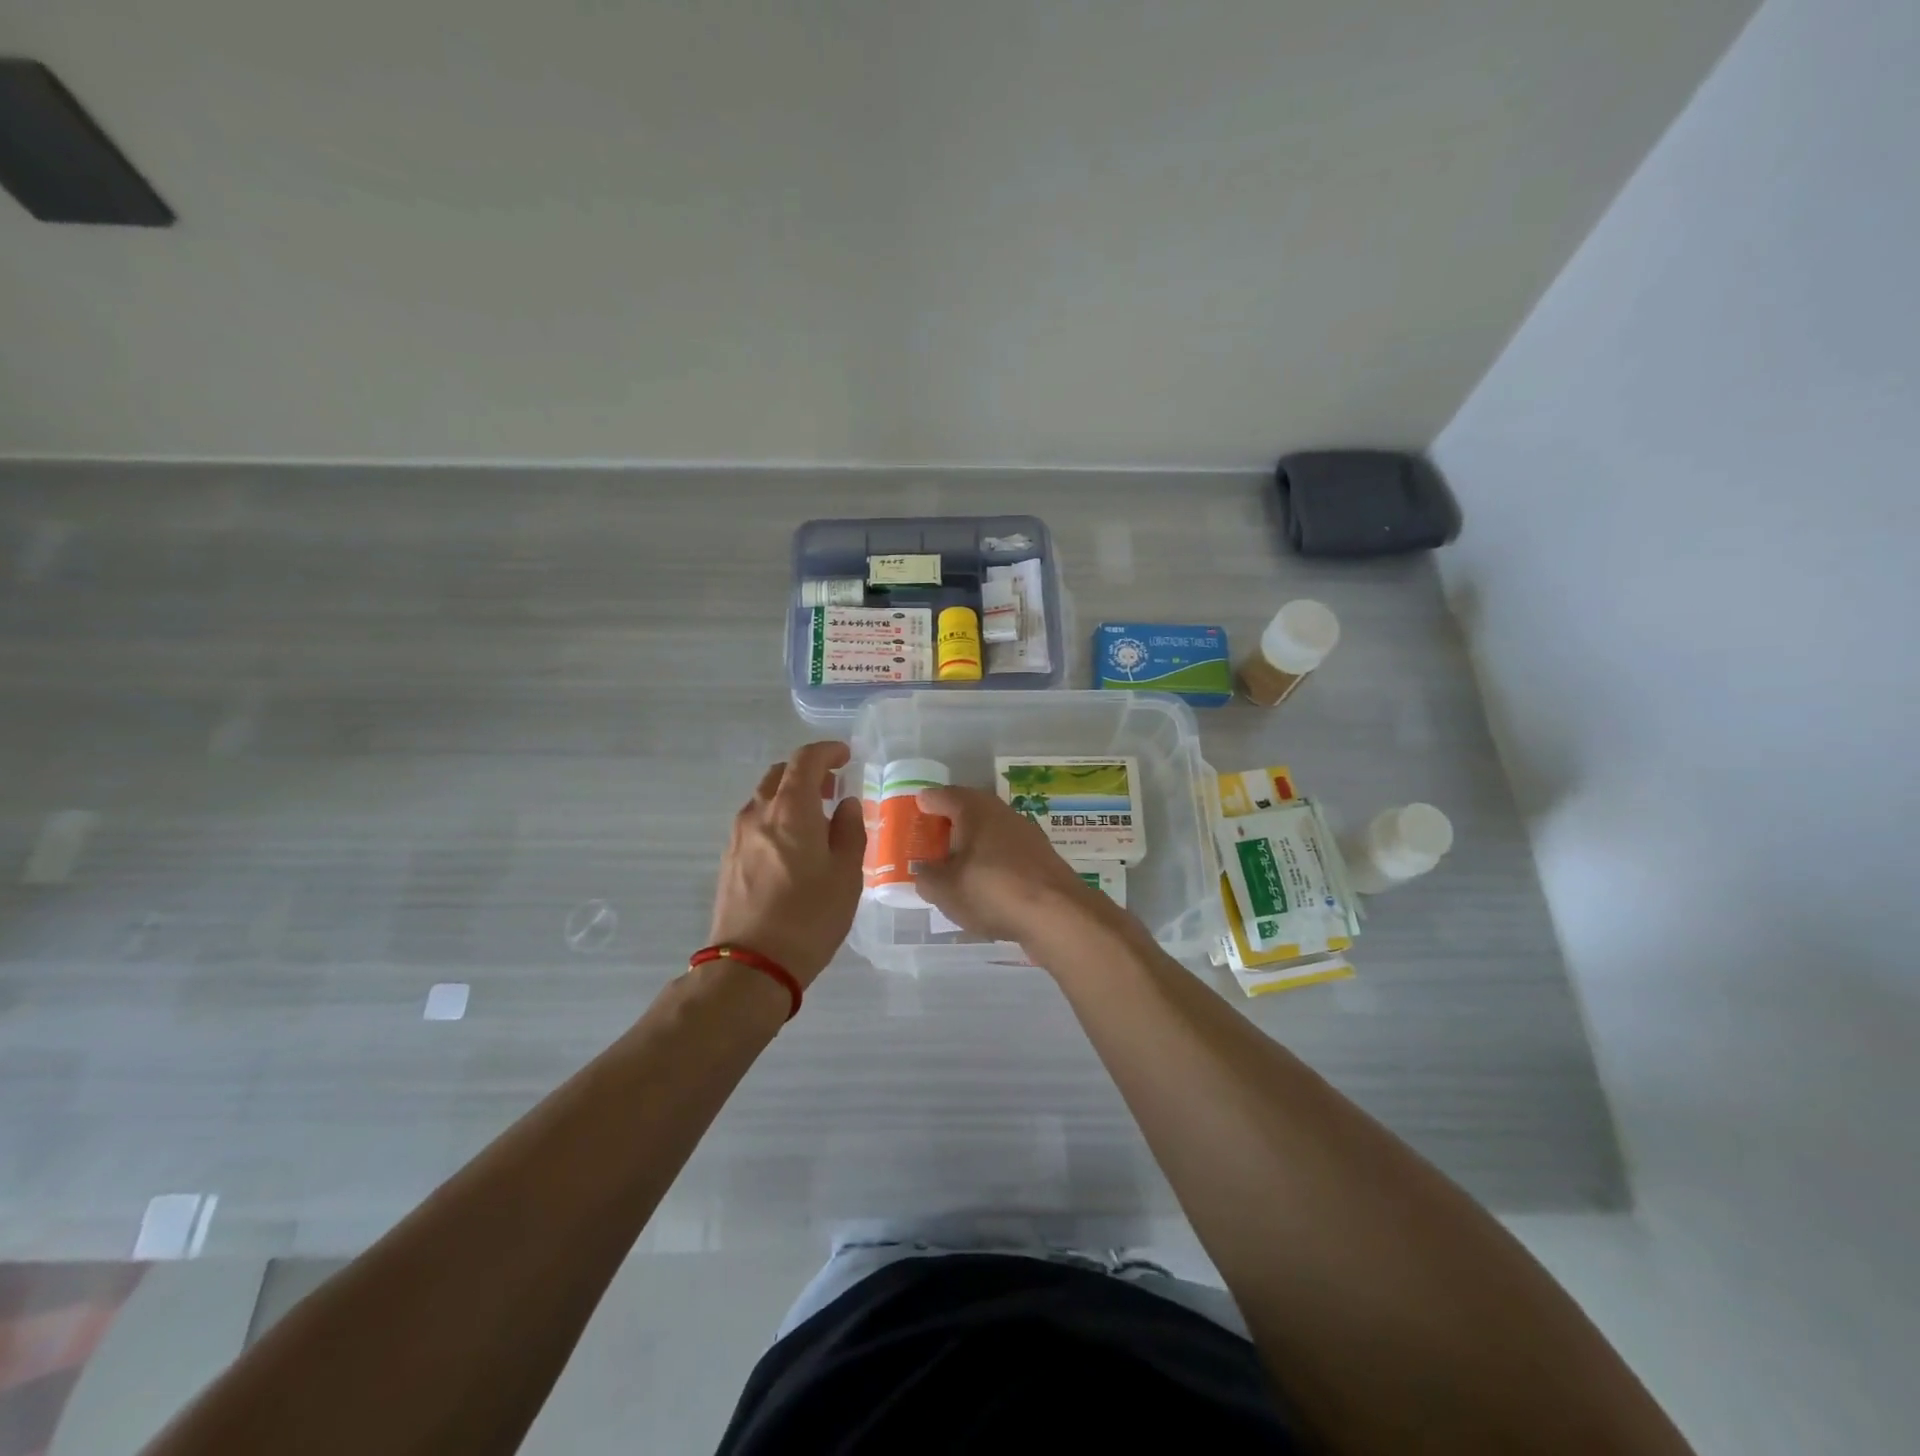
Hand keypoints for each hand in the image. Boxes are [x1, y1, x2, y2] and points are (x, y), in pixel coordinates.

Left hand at [709, 742, 864, 985]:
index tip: (846, 756)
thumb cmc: (809, 916)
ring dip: (790, 797)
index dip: (827, 752)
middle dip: (807, 773)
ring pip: (764, 799)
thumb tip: (845, 805)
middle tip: (833, 788)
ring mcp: (737, 836)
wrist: (751, 965)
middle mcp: (758, 813)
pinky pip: (755, 823)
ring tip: (816, 821)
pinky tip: (793, 847)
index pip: (805, 760)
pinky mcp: (728, 859)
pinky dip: (776, 819)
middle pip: (780, 775)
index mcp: (790, 809)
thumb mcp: (846, 874)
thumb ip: (849, 830)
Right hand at [911, 786, 1114, 945]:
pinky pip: (1007, 853)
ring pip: (991, 832)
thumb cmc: (992, 890)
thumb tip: (925, 872)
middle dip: (949, 824)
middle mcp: (1002, 812)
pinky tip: (985, 885)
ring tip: (955, 866)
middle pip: (969, 811)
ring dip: (973, 844)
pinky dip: (992, 862)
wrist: (1058, 914)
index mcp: (975, 809)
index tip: (914, 810)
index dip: (925, 803)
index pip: (943, 795)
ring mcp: (1027, 834)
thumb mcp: (945, 889)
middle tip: (930, 841)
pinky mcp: (1042, 858)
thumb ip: (927, 878)